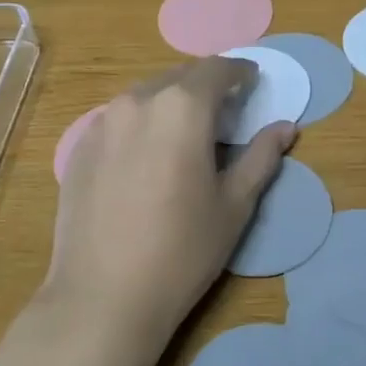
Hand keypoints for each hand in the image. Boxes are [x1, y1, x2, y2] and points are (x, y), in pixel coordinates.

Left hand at [46, 58, 295, 349]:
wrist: (103, 296)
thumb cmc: (182, 251)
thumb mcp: (234, 205)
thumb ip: (261, 157)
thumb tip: (286, 127)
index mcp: (181, 108)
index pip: (216, 70)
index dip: (239, 72)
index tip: (252, 82)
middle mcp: (137, 101)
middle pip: (178, 77)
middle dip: (205, 86)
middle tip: (224, 112)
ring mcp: (101, 123)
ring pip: (145, 96)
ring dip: (171, 102)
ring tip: (185, 133)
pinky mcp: (79, 148)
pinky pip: (118, 119)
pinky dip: (141, 123)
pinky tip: (147, 156)